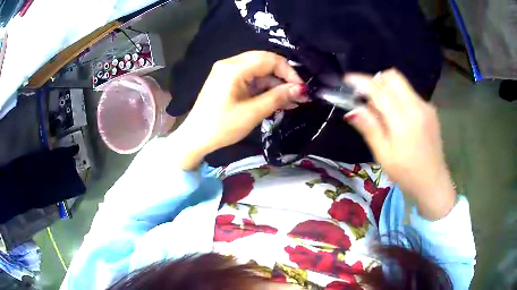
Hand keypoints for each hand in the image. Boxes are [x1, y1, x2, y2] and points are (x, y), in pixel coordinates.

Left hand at [172, 51, 307, 169]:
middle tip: (299, 93)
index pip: (269, 59)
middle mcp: (230, 64)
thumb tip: (300, 89)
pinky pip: (250, 79)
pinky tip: (277, 99)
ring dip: (275, 84)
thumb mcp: (253, 112)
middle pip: (264, 62)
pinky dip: (264, 88)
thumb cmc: (222, 126)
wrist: (195, 138)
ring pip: (258, 71)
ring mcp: (227, 72)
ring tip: (292, 100)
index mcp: (234, 68)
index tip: (301, 88)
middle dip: (283, 76)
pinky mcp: (227, 81)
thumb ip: (277, 97)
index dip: (289, 72)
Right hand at [343, 69, 455, 219]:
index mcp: (403, 120)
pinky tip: (397, 118)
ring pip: (402, 84)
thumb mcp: (383, 155)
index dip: (361, 81)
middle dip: (377, 80)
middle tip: (367, 96)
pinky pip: (410, 95)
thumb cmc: (406, 173)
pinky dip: (399, 98)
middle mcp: (417, 106)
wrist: (433, 182)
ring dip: (387, 89)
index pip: (379, 90)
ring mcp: (426, 107)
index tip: (347, 79)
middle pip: (393, 77)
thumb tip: (353, 110)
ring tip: (382, 111)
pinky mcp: (430, 111)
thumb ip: (370, 128)